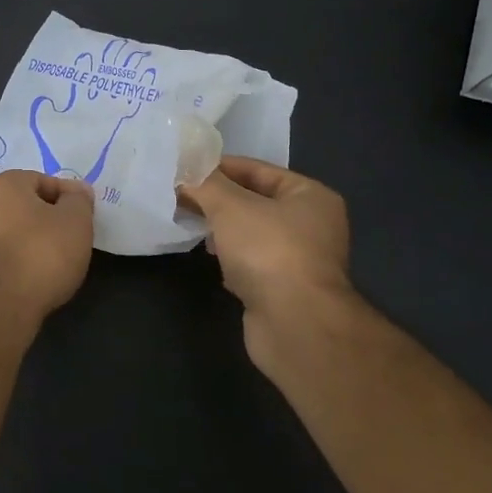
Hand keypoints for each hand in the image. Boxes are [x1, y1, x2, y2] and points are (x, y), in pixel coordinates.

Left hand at [0, 170, 94, 323]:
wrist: (2, 304)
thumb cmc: (42, 251)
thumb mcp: (76, 219)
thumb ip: (79, 200)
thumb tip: (77, 191)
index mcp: (4, 184)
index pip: (44, 181)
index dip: (69, 198)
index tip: (85, 217)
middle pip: (28, 207)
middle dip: (51, 219)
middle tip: (74, 238)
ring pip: (17, 233)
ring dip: (37, 242)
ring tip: (59, 261)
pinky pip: (8, 257)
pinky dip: (24, 262)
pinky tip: (39, 277)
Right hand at [179, 157, 359, 380]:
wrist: (295, 325)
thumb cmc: (269, 252)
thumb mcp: (231, 206)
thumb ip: (205, 184)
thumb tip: (184, 169)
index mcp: (310, 196)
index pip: (258, 169)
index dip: (220, 167)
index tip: (185, 169)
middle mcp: (311, 225)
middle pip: (255, 202)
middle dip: (218, 199)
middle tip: (180, 194)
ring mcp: (299, 260)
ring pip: (251, 234)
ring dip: (222, 230)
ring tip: (190, 224)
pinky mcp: (284, 290)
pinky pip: (251, 263)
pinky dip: (231, 259)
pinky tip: (212, 260)